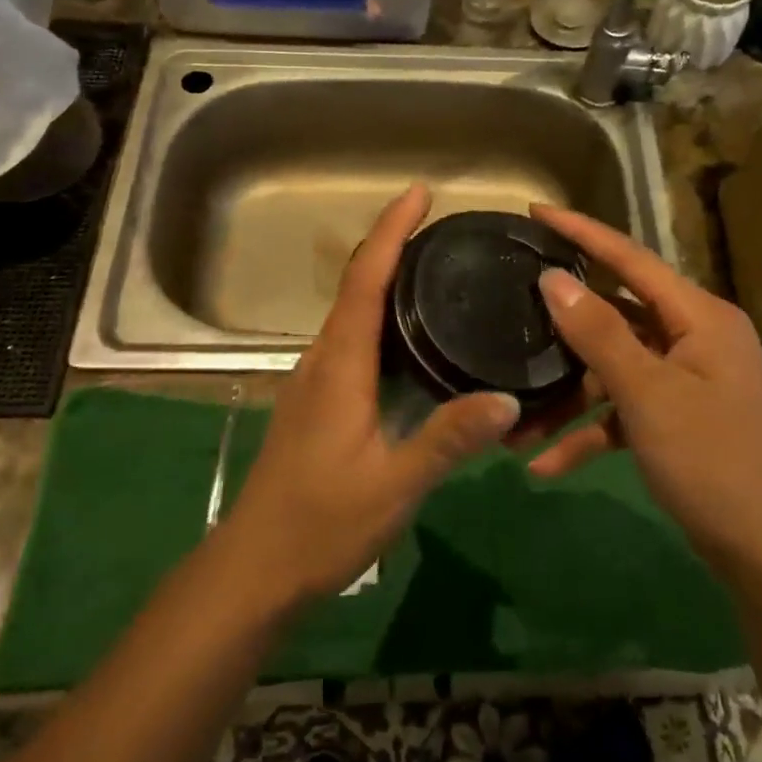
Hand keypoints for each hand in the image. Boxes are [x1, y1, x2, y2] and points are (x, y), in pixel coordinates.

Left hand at [221, 185, 521, 603]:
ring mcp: (314, 382)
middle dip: (394, 247)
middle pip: (358, 288)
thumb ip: (447, 440)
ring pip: (353, 315)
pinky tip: (412, 338)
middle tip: (446, 230)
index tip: (418, 193)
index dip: (390, 232)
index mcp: (339, 367)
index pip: (365, 282)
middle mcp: (322, 361)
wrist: (255, 567)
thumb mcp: (393, 485)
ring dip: (387, 282)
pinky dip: (381, 319)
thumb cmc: (320, 524)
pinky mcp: (317, 403)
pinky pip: (352, 342)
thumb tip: (506, 398)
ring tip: (438, 271)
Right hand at [518, 205, 761, 576]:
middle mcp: (696, 340)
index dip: (582, 233)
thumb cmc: (714, 462)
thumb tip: (552, 278)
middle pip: (615, 319)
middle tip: (508, 320)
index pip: (631, 258)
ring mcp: (689, 382)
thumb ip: (599, 333)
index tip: (534, 212)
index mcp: (700, 317)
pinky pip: (626, 413)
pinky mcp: (680, 421)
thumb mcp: (649, 395)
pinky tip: (548, 466)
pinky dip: (592, 434)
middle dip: (560, 337)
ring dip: (568, 400)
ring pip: (613, 373)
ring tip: (515, 431)